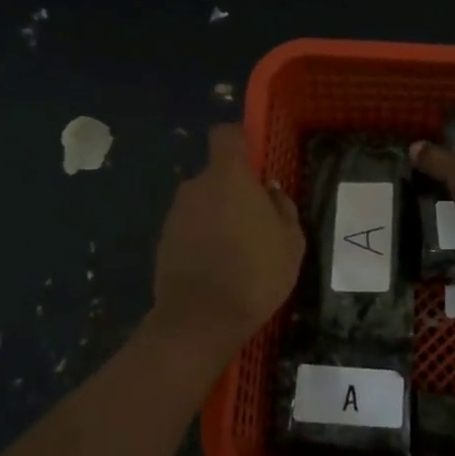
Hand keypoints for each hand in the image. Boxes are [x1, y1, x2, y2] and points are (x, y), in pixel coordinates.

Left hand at [153, 125, 304, 352]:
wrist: (200, 320)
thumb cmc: (256, 272)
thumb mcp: (291, 241)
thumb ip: (282, 207)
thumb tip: (269, 191)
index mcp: (228, 177)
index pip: (226, 135)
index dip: (241, 141)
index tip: (256, 162)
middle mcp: (195, 186)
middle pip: (216, 174)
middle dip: (234, 190)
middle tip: (257, 222)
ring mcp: (175, 214)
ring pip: (203, 203)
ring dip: (218, 217)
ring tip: (239, 251)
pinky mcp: (163, 241)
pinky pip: (190, 228)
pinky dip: (203, 239)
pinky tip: (219, 268)